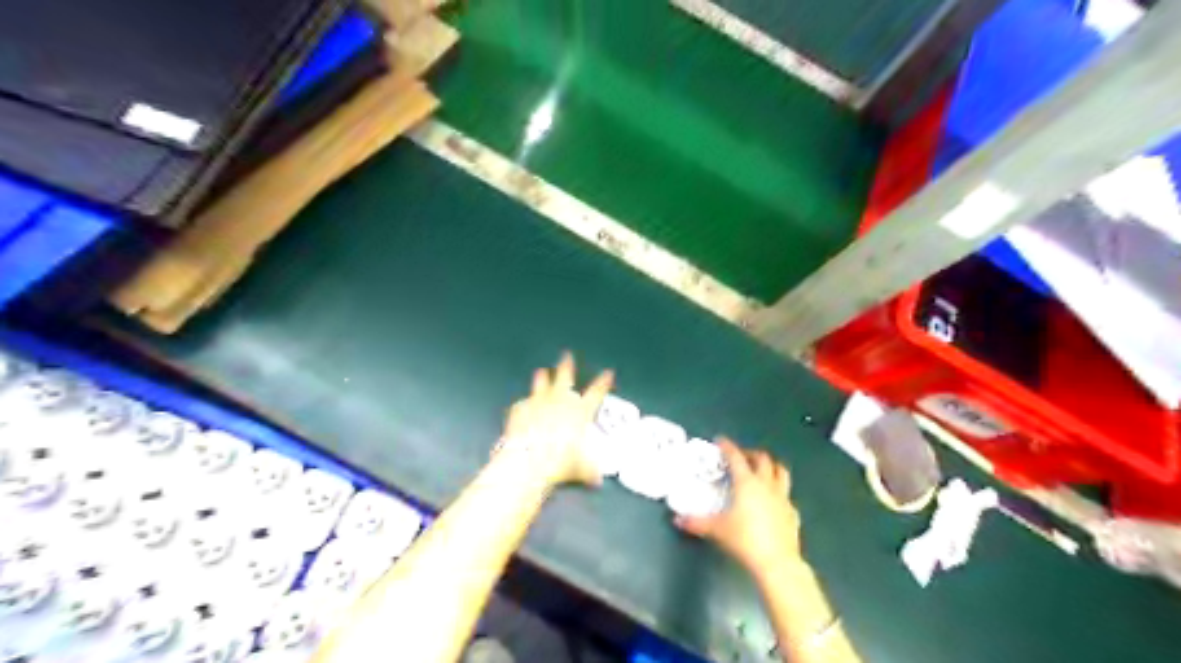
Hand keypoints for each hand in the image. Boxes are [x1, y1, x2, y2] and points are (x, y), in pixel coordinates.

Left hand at [498, 351, 614, 487]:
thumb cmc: (561, 461)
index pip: (597, 391)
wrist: (530, 460)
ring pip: (541, 384)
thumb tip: (595, 479)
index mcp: (580, 411)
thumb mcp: (582, 468)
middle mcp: (560, 401)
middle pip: (565, 376)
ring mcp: (538, 402)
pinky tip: (522, 407)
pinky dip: (524, 405)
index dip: (603, 382)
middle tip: (566, 355)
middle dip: (567, 365)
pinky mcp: (520, 409)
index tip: (608, 373)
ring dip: (542, 378)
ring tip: (541, 372)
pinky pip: (522, 404)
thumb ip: (589, 470)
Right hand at [674, 444, 801, 576]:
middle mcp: (766, 484)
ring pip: (781, 471)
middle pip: (762, 459)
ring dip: (770, 466)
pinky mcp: (792, 512)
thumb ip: (696, 522)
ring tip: (761, 470)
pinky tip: (772, 500)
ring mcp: (783, 497)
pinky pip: (786, 494)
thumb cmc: (744, 540)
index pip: (736, 457)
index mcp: (747, 483)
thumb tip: (677, 519)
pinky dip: (778, 491)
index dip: (728, 446)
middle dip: (750, 453)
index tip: (720, 440)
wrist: (777, 562)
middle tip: (740, 457)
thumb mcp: (717, 530)